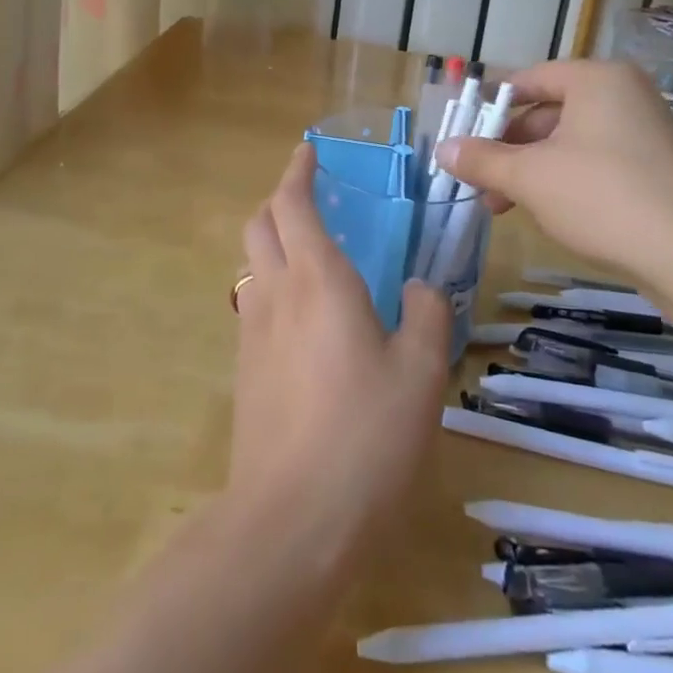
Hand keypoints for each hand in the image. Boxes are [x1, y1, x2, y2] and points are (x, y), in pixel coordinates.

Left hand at [229, 143, 450, 562]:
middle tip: (311, 198)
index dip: (297, 171)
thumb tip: (422, 290)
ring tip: (312, 255)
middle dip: (279, 199)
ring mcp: (251, 332)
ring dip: (274, 242)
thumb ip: (427, 317)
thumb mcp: (421, 374)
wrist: (290, 520)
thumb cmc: (365, 436)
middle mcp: (276, 293)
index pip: (292, 203)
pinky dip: (273, 285)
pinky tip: (305, 318)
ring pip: (253, 263)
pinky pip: (254, 304)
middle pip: (259, 224)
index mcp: (318, 279)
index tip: (308, 152)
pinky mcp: (244, 369)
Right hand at [436, 59, 672, 275]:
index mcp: (596, 80)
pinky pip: (594, 165)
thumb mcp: (530, 177)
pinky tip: (544, 214)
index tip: (461, 138)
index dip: (489, 108)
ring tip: (500, 206)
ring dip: (530, 172)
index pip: (528, 80)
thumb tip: (442, 150)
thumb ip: (482, 159)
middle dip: (507, 149)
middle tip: (476, 181)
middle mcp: (622, 96)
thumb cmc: (604, 197)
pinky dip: (563, 183)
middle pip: (547, 114)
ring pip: (568, 144)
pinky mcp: (654, 170)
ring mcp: (643, 133)